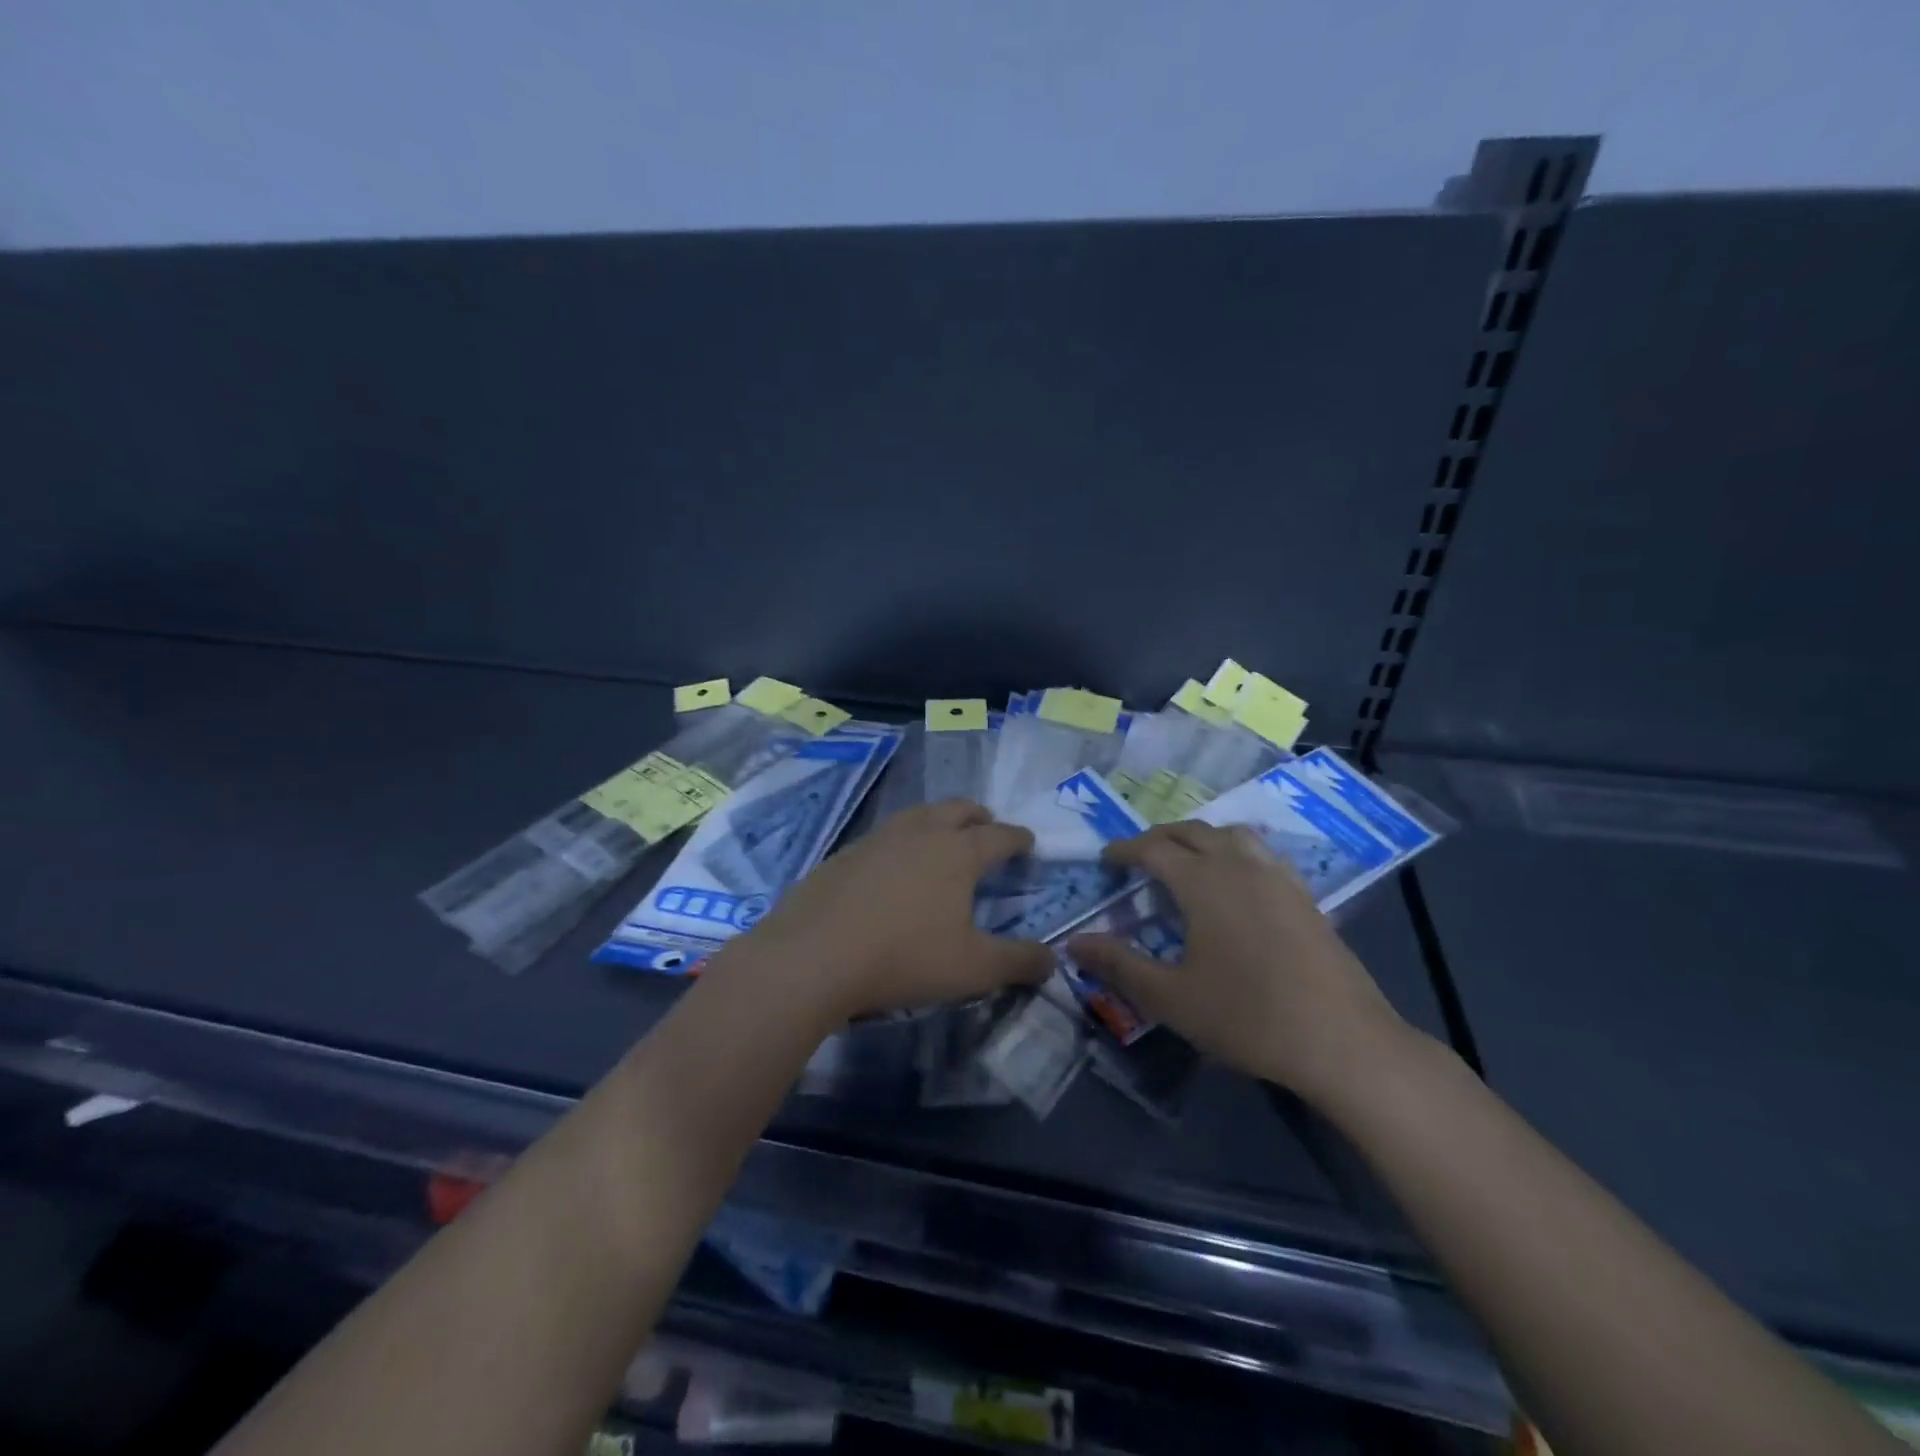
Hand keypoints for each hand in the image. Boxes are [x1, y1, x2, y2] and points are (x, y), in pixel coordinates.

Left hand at [723, 800, 1052, 1021]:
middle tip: (987, 826)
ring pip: (917, 815)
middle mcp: (920, 834)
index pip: (999, 836)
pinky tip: (891, 866)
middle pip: (957, 810)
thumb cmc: (904, 958)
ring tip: (941, 836)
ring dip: (937, 820)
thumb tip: (1053, 959)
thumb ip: (1018, 962)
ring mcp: (877, 839)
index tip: (1027, 841)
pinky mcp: (843, 854)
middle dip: (978, 816)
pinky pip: (883, 836)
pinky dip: (900, 841)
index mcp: (958, 853)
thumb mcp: (972, 969)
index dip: (1018, 838)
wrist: (813, 956)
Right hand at [1065, 822, 1408, 1103]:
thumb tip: (1072, 943)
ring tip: (1185, 860)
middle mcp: (1239, 865)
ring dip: (1200, 838)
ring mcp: (1277, 876)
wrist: (1342, 1041)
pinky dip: (1235, 851)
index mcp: (1202, 881)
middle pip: (1191, 831)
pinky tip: (1237, 882)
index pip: (1153, 848)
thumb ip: (1118, 965)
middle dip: (1159, 838)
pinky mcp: (1304, 895)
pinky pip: (1261, 853)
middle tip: (1138, 858)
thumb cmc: (1247, 1017)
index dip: (1124, 850)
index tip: (1106, 860)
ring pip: (1230, 834)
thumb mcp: (1170, 998)